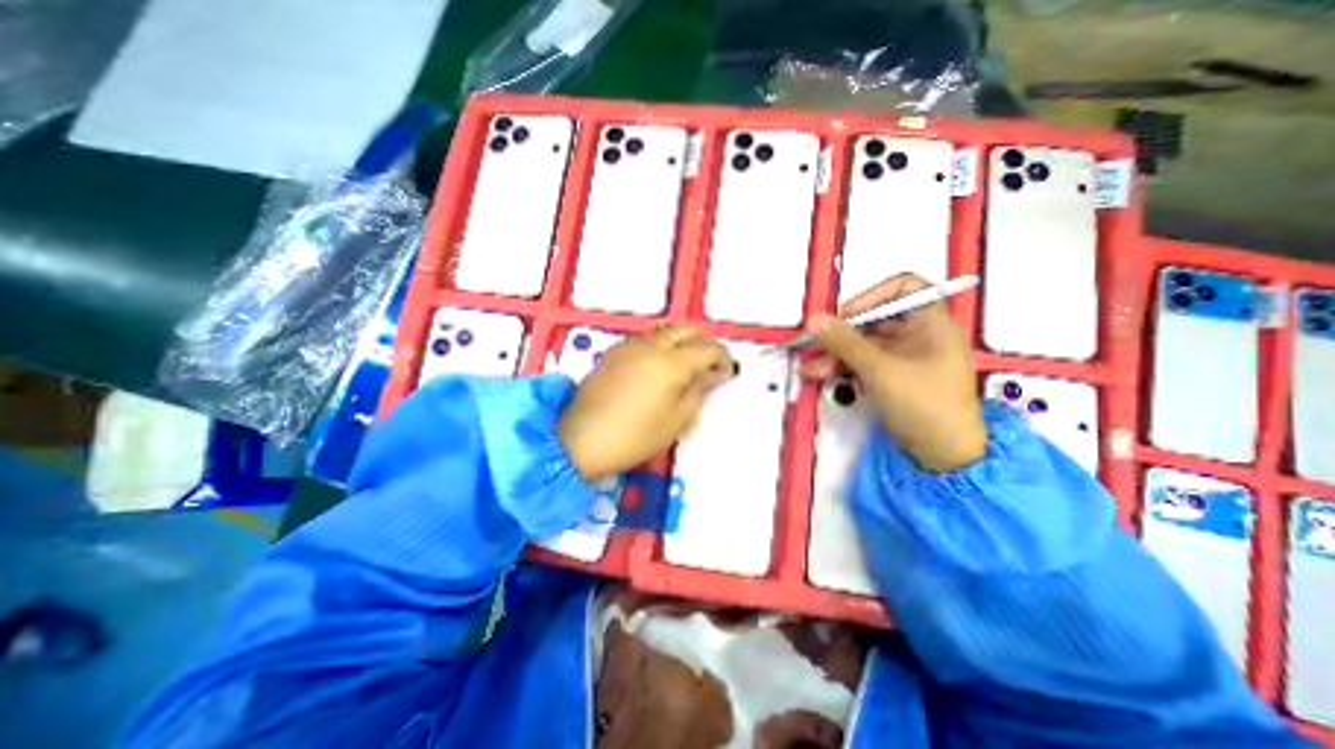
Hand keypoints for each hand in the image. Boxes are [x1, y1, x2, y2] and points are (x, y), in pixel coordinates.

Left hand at [560, 324, 735, 478]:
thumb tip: (712, 374)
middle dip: (704, 343)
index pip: (707, 349)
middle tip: (711, 363)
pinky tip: (661, 363)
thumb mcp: (677, 420)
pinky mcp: (614, 351)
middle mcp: (651, 346)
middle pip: (686, 331)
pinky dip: (662, 344)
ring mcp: (629, 345)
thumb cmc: (633, 437)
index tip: (727, 372)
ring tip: (688, 363)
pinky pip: (647, 338)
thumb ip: (698, 390)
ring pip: (666, 331)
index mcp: (670, 364)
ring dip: (683, 341)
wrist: (578, 440)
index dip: (723, 358)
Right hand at [796, 275, 983, 474]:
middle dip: (842, 332)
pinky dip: (841, 366)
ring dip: (835, 353)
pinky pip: (861, 361)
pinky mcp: (890, 375)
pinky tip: (821, 374)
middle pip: (873, 319)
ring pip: (862, 343)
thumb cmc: (924, 404)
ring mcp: (902, 356)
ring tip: (811, 368)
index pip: (903, 288)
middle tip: (815, 343)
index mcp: (930, 322)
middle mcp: (916, 334)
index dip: (872, 296)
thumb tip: (815, 320)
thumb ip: (845, 342)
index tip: (846, 315)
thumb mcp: (880, 369)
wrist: (941, 453)